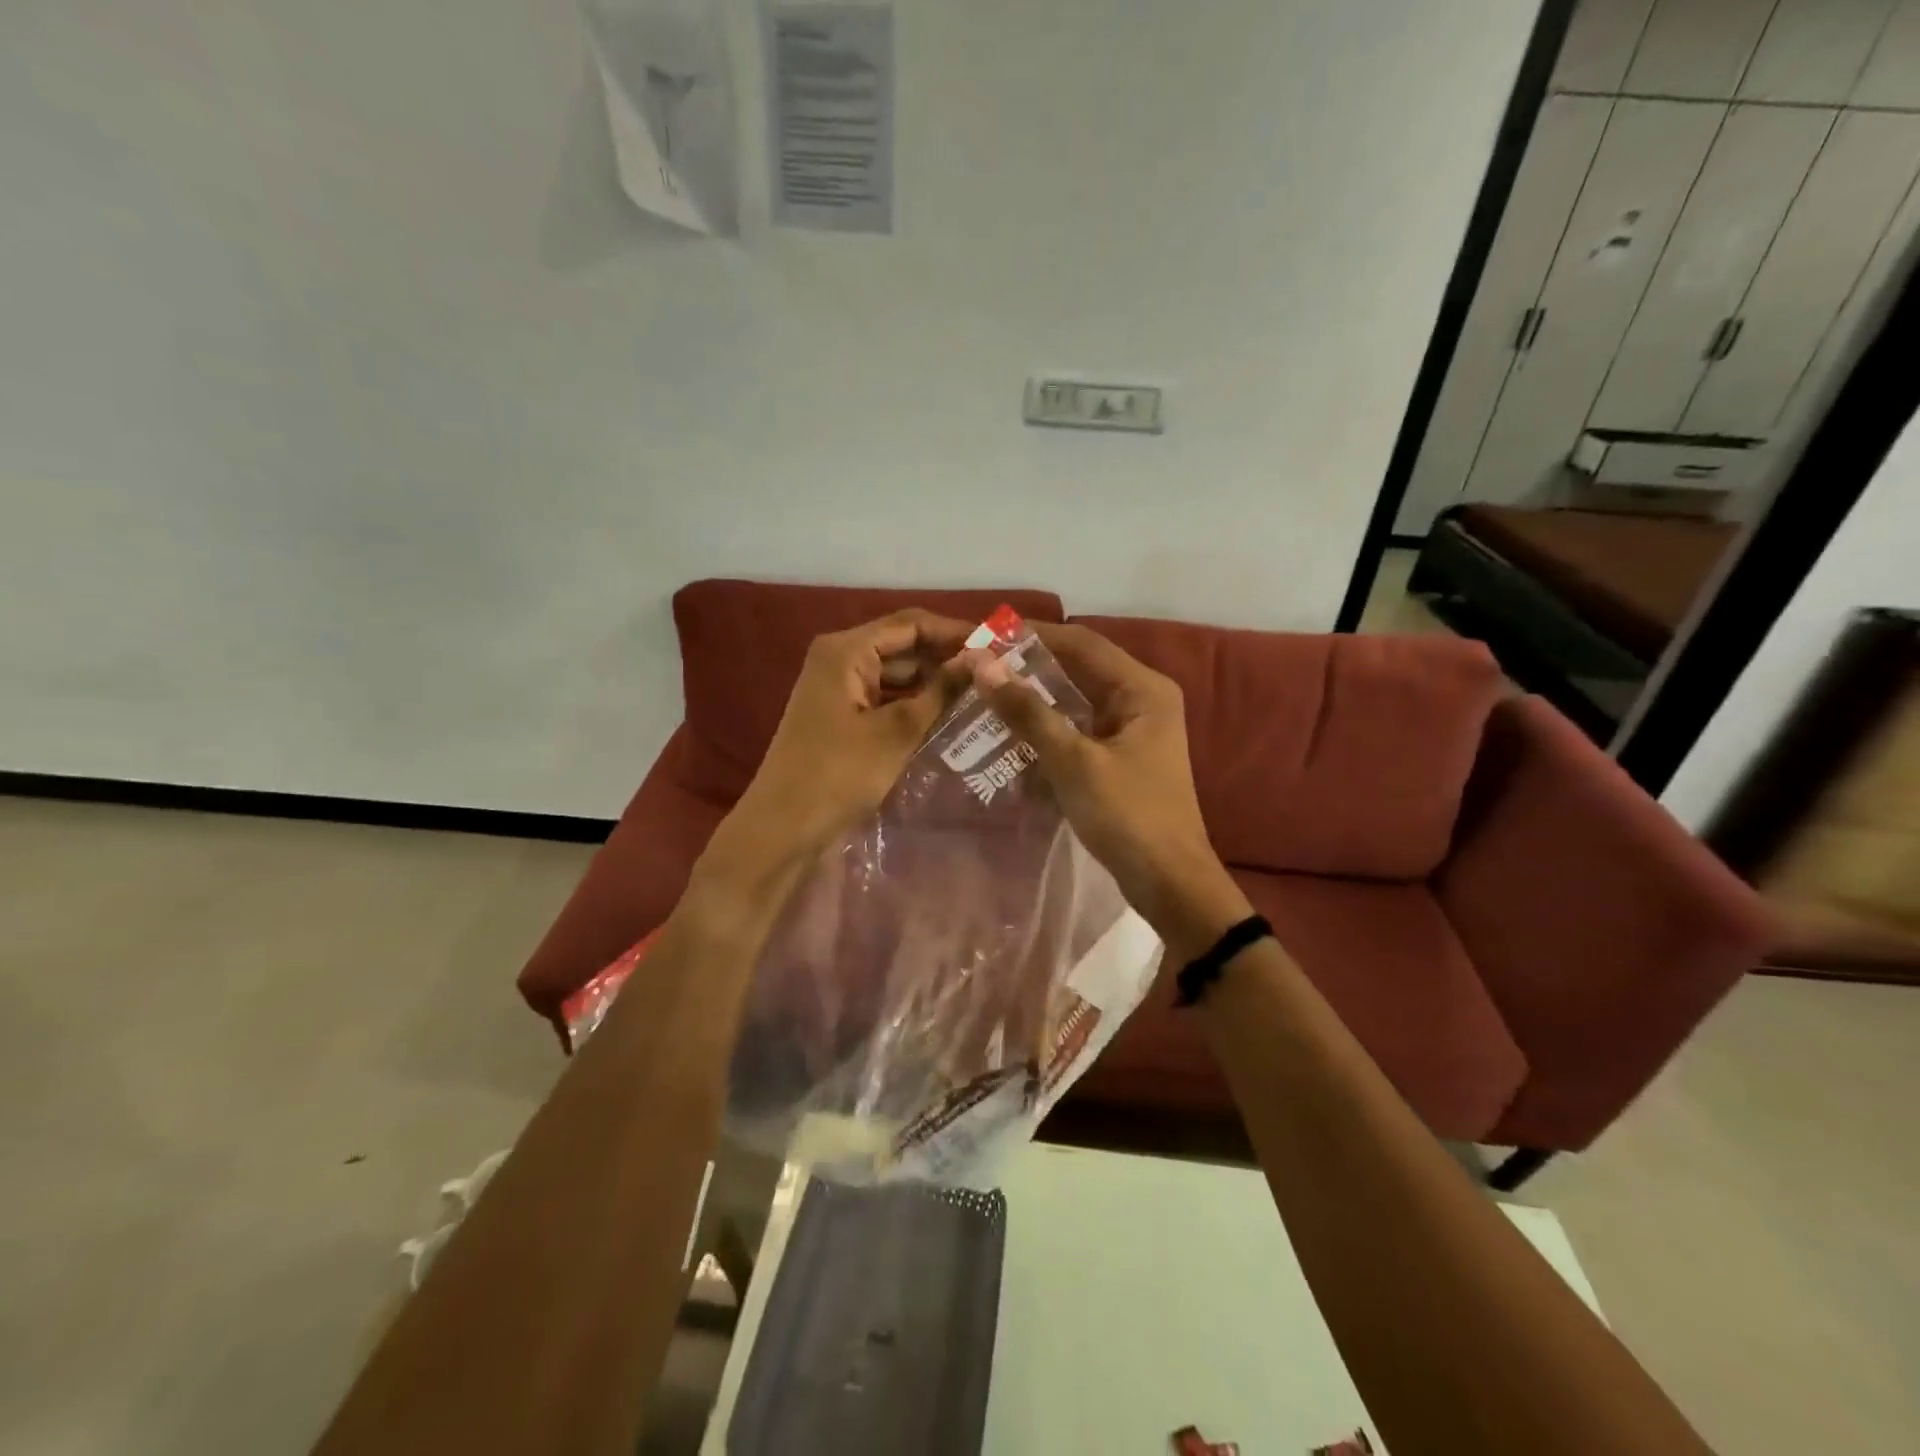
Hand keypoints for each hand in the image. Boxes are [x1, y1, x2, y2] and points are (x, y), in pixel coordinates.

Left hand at [722, 610, 973, 867]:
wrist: (784, 828)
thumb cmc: (839, 774)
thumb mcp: (897, 731)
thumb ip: (941, 691)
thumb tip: (981, 659)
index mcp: (846, 651)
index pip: (911, 624)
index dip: (955, 631)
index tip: (999, 645)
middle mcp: (839, 660)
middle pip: (902, 646)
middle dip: (946, 658)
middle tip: (996, 674)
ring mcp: (838, 689)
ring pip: (896, 675)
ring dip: (933, 684)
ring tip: (982, 694)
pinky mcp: (841, 717)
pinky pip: (885, 699)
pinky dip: (914, 705)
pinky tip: (948, 718)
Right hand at [970, 624, 1251, 960]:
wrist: (1169, 882)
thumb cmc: (1127, 816)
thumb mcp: (1073, 761)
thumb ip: (1028, 712)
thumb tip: (983, 665)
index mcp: (1143, 689)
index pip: (1082, 642)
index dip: (1032, 635)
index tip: (985, 635)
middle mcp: (1142, 699)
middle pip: (1079, 668)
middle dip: (1030, 666)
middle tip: (979, 665)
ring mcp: (1133, 729)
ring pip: (1076, 699)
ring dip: (1036, 696)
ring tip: (987, 692)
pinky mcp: (1122, 756)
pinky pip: (1079, 727)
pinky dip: (1048, 726)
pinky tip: (1013, 731)